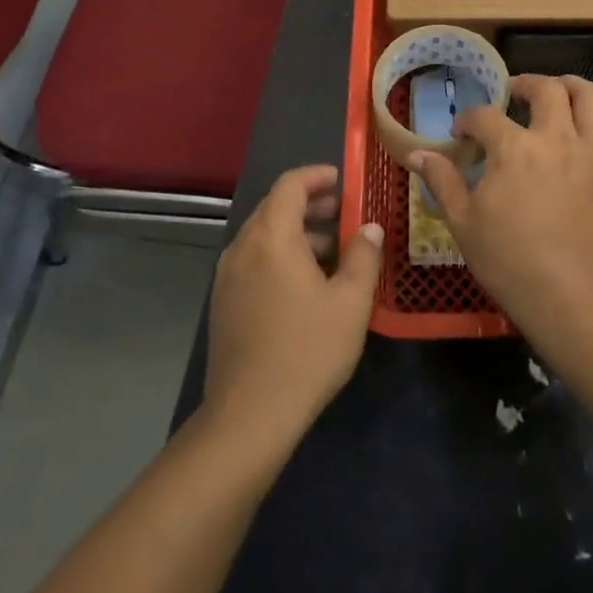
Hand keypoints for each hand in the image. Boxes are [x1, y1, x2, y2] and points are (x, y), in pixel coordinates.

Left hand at [204, 165, 382, 443]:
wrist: (248, 416)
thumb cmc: (306, 350)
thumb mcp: (350, 302)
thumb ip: (363, 256)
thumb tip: (369, 228)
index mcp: (272, 237)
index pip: (290, 185)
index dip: (316, 176)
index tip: (342, 180)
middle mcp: (243, 248)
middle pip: (274, 208)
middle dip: (309, 205)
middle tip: (343, 213)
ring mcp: (227, 277)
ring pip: (263, 237)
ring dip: (296, 233)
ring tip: (332, 252)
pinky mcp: (224, 304)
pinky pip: (254, 261)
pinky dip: (279, 256)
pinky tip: (305, 285)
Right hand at [410, 75, 592, 340]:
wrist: (568, 296)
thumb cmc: (508, 260)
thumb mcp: (462, 221)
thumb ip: (442, 180)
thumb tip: (417, 154)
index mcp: (513, 148)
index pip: (485, 116)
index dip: (468, 120)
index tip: (461, 134)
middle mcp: (556, 138)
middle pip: (546, 89)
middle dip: (524, 84)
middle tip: (513, 94)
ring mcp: (592, 152)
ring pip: (591, 97)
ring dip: (572, 87)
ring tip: (558, 93)